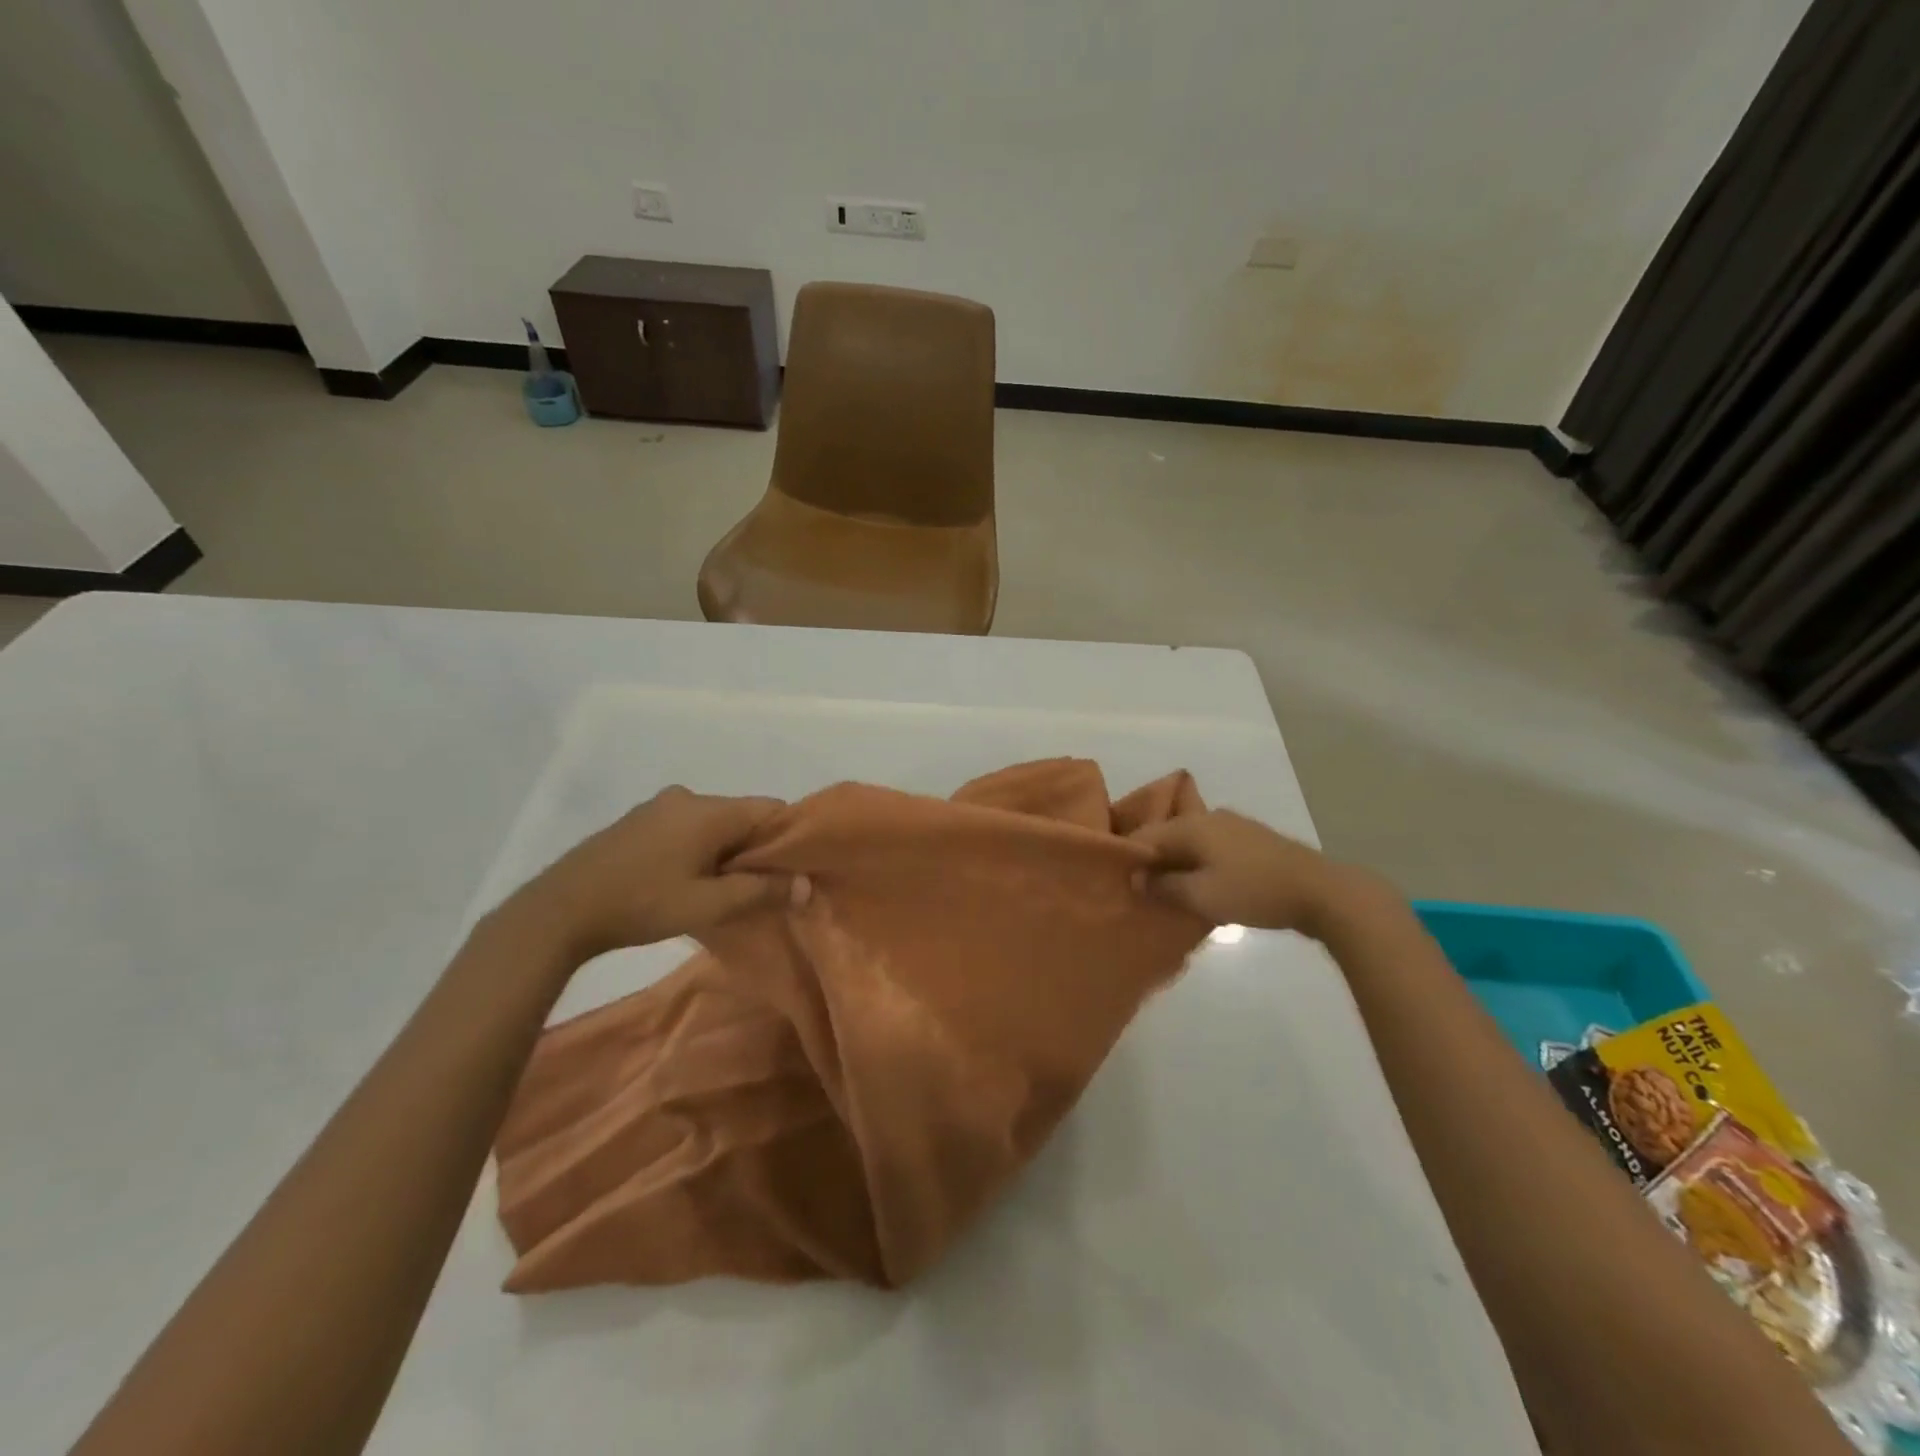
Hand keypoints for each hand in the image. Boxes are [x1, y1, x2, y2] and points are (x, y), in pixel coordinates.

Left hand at [513, 787, 789, 960]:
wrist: (560, 909)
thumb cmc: (642, 904)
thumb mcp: (708, 905)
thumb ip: (761, 891)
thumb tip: (806, 885)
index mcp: (710, 810)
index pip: (771, 809)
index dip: (789, 837)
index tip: (793, 871)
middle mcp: (688, 797)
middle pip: (742, 816)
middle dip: (755, 848)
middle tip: (757, 888)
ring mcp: (659, 806)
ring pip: (713, 823)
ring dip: (724, 850)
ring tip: (719, 889)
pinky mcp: (637, 821)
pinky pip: (685, 827)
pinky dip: (697, 848)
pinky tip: (684, 880)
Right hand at [1128, 810, 1385, 936]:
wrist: (1321, 892)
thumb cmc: (1254, 891)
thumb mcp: (1202, 896)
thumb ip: (1164, 887)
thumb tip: (1136, 878)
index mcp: (1191, 825)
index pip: (1144, 835)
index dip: (1128, 857)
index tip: (1117, 882)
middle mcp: (1209, 817)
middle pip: (1167, 835)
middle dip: (1152, 861)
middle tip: (1140, 890)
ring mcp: (1234, 826)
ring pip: (1191, 842)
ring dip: (1177, 864)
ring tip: (1168, 891)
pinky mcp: (1253, 840)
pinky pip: (1212, 848)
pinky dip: (1199, 864)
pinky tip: (1201, 885)